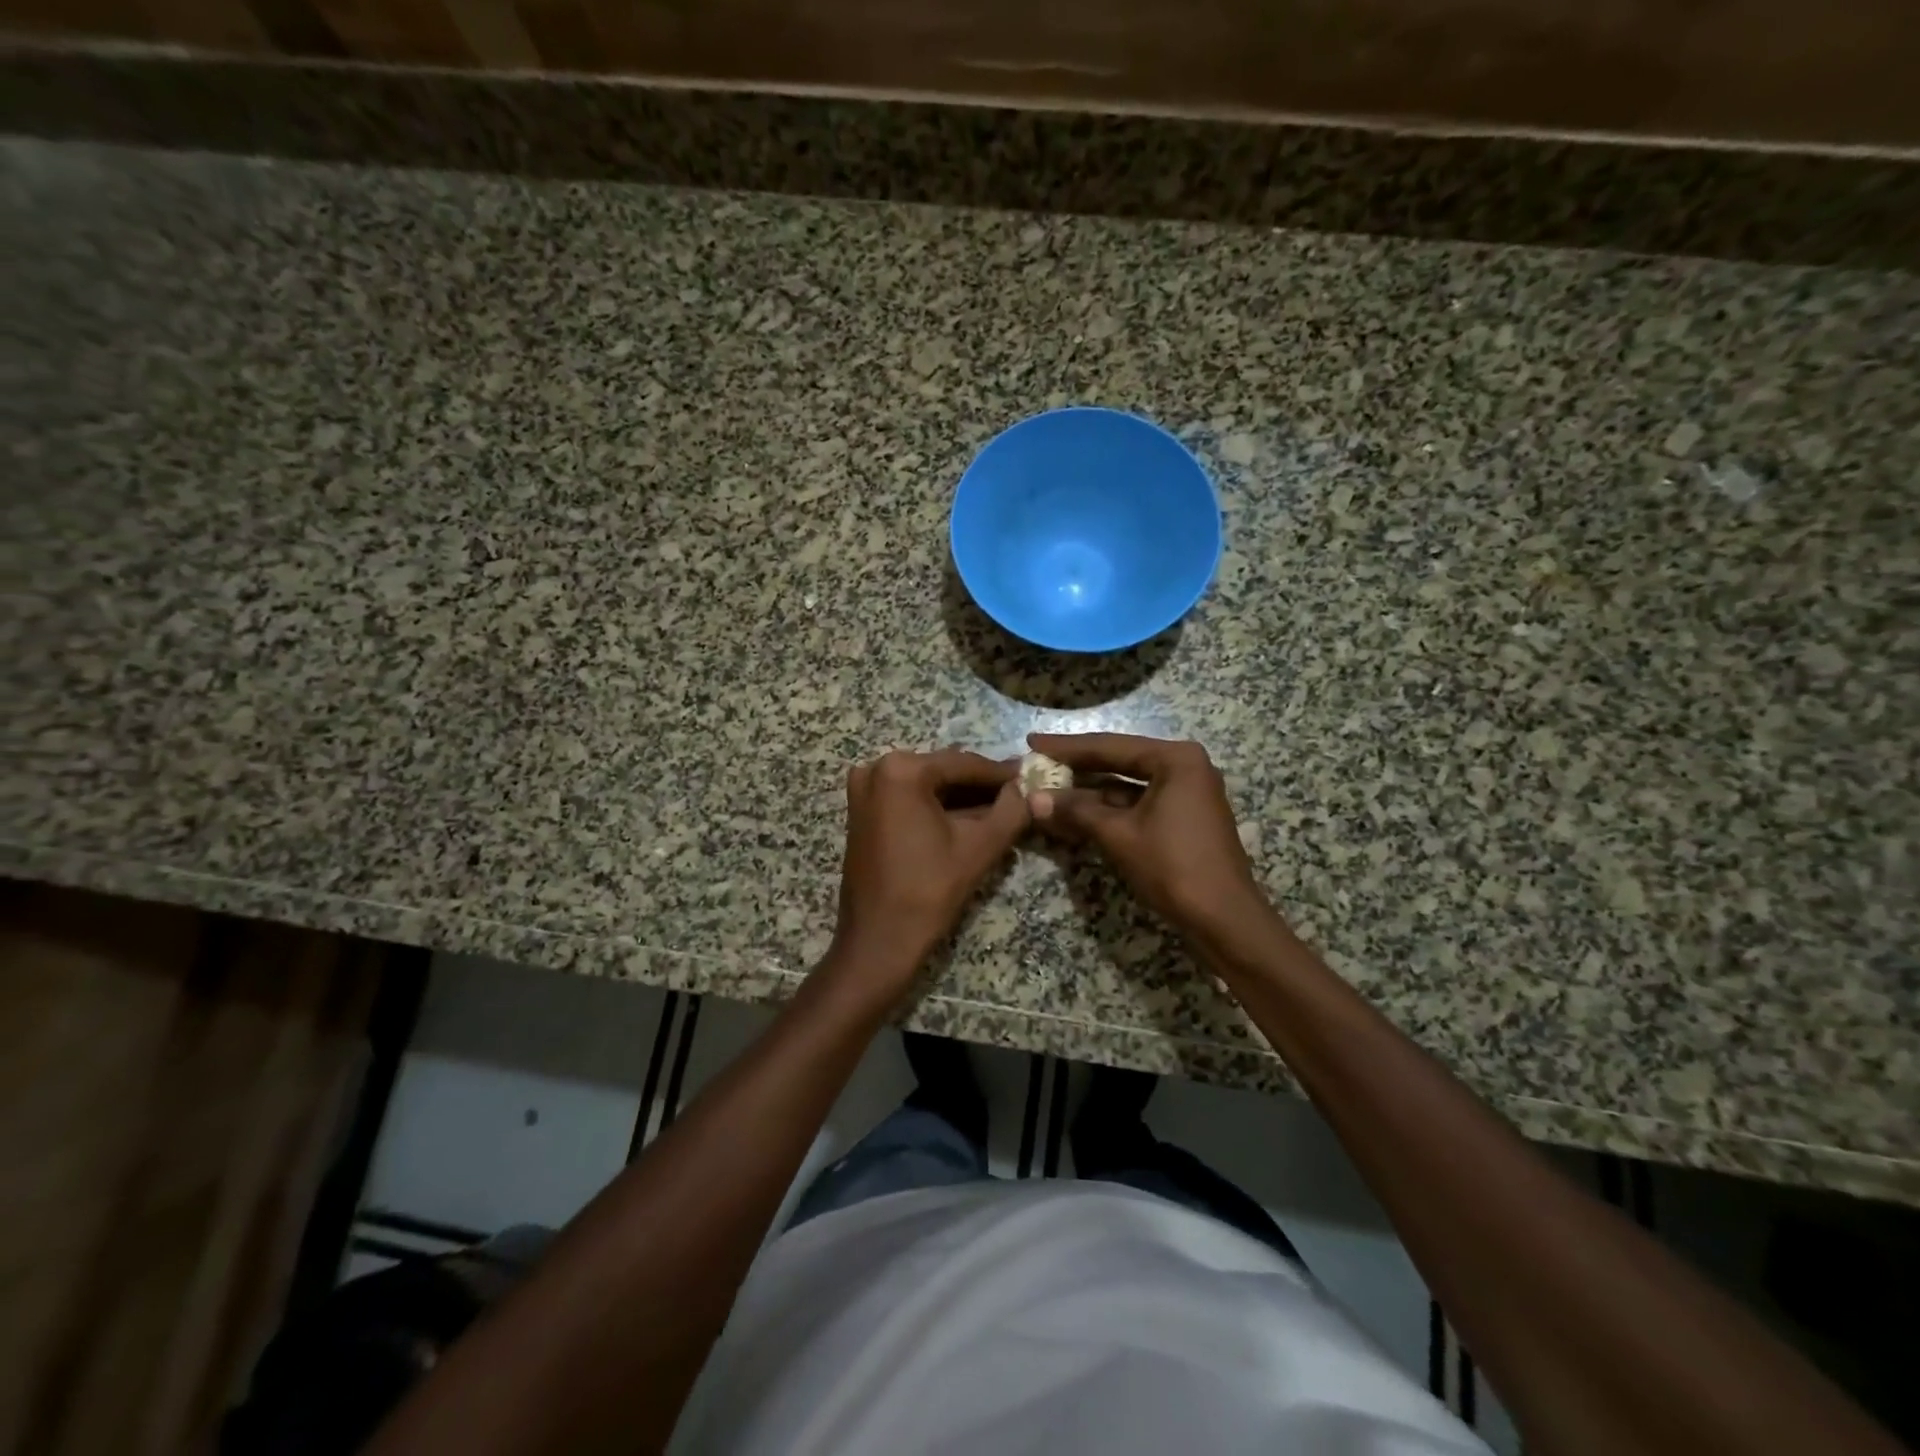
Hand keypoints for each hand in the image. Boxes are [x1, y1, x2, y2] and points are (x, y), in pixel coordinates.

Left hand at [825, 749, 1028, 1001]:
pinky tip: (969, 819)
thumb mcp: (979, 847)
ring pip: (927, 786)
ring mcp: (864, 789)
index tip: (1031, 776)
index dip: (1001, 774)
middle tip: (1019, 793)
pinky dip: (937, 807)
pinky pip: (908, 798)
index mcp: (901, 770)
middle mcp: (876, 768)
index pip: (964, 764)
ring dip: (961, 797)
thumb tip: (1030, 788)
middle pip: (943, 771)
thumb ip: (1011, 810)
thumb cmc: (928, 891)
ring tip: (1002, 808)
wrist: (878, 941)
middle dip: (980, 785)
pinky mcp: (862, 811)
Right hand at [1026, 732, 1268, 937]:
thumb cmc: (1173, 867)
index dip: (1066, 747)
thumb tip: (1033, 798)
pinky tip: (1075, 814)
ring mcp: (1187, 792)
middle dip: (1077, 767)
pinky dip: (1108, 810)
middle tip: (1036, 761)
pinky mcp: (1184, 818)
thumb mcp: (1118, 835)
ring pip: (1127, 785)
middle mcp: (1185, 766)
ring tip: (1048, 789)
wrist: (1224, 919)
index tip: (1032, 742)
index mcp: (1176, 759)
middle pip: (1119, 761)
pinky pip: (1138, 804)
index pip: (1109, 746)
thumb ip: (1075, 811)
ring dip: (1089, 792)